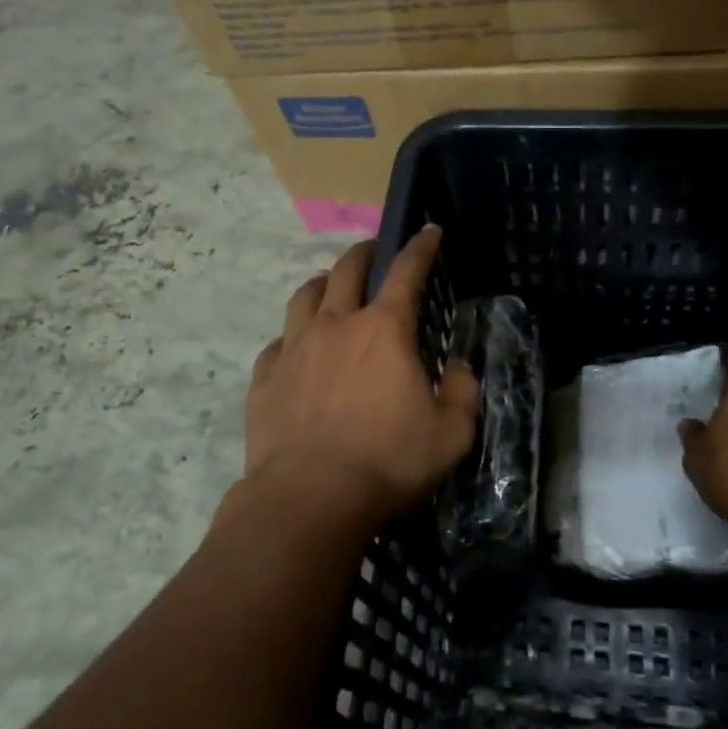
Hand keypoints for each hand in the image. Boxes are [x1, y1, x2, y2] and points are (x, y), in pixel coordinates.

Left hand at [245, 226, 480, 527]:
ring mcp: (295, 349)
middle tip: (372, 251)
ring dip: (320, 284)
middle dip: (363, 253)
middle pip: (346, 271)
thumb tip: (458, 370)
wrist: (310, 498)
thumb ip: (462, 394)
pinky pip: (277, 344)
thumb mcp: (450, 434)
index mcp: (385, 330)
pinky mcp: (265, 379)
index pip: (407, 272)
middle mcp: (336, 326)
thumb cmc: (388, 461)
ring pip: (304, 297)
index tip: (428, 230)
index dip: (420, 247)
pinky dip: (291, 338)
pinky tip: (294, 349)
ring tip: (328, 287)